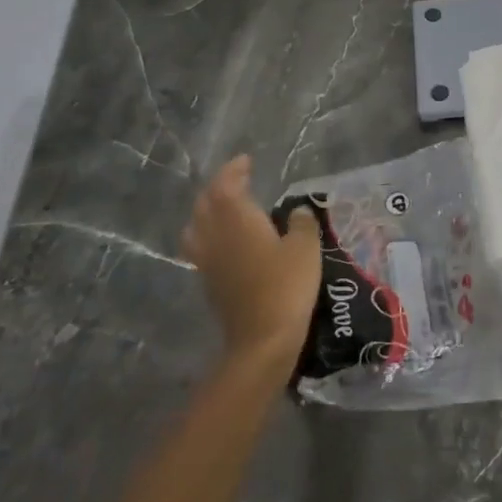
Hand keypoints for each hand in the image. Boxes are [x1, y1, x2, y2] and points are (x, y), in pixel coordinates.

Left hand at [179, 156, 322, 367]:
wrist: (262, 339)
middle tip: (237, 180)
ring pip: (196, 225)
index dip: (234, 170)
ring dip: (207, 210)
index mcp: (237, 219)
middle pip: (206, 202)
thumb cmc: (286, 286)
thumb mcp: (305, 247)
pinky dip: (207, 234)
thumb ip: (301, 223)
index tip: (246, 161)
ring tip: (224, 208)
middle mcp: (215, 235)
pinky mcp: (208, 281)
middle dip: (218, 186)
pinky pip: (200, 247)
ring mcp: (207, 260)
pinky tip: (224, 241)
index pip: (226, 184)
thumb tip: (296, 211)